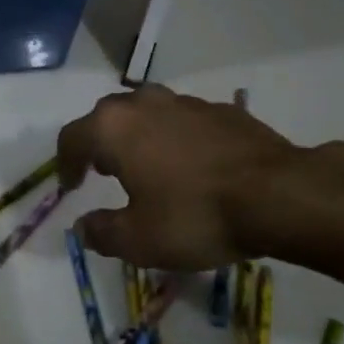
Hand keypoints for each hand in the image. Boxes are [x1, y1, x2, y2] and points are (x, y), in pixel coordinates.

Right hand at [56, 86, 304, 269]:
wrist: (279, 195)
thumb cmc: (195, 216)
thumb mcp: (139, 240)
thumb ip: (103, 232)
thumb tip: (84, 227)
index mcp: (114, 128)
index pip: (72, 138)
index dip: (65, 164)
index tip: (70, 187)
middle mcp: (144, 104)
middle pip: (108, 118)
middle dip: (100, 144)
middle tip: (104, 172)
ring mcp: (187, 103)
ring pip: (148, 114)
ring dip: (140, 138)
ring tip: (148, 168)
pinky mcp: (223, 111)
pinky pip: (185, 122)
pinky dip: (178, 140)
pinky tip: (193, 168)